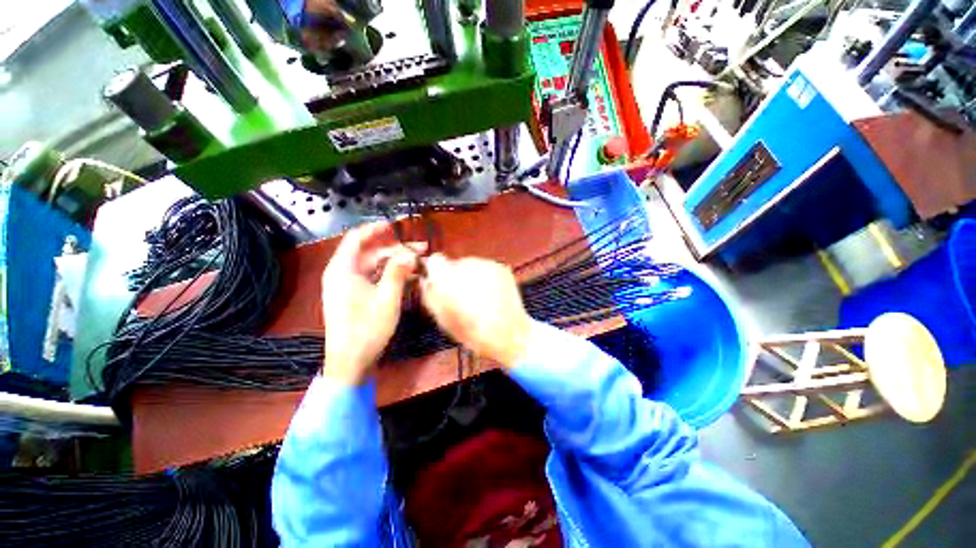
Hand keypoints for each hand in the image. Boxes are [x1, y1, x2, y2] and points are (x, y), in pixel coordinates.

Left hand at [322, 222, 421, 384]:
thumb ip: (398, 271)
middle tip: (422, 250)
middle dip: (397, 250)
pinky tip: (410, 278)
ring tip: (420, 265)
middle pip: (371, 253)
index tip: (398, 226)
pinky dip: (391, 276)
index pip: (357, 238)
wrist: (351, 362)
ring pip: (375, 266)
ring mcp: (349, 286)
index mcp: (343, 269)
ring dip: (397, 264)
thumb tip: (410, 253)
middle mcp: (343, 273)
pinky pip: (375, 279)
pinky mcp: (356, 297)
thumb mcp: (387, 297)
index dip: (377, 229)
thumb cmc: (367, 328)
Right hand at [419, 254, 532, 367]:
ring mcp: (486, 264)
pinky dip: (486, 277)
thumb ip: (431, 295)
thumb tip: (425, 279)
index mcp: (448, 279)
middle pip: (454, 264)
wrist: (509, 333)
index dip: (436, 271)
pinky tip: (491, 294)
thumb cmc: (472, 332)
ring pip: (471, 265)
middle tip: (463, 297)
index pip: (435, 261)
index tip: (440, 282)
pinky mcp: (500, 267)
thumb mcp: (443, 319)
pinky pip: (486, 268)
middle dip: (455, 276)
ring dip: (471, 276)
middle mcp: (467, 265)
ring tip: (480, 297)